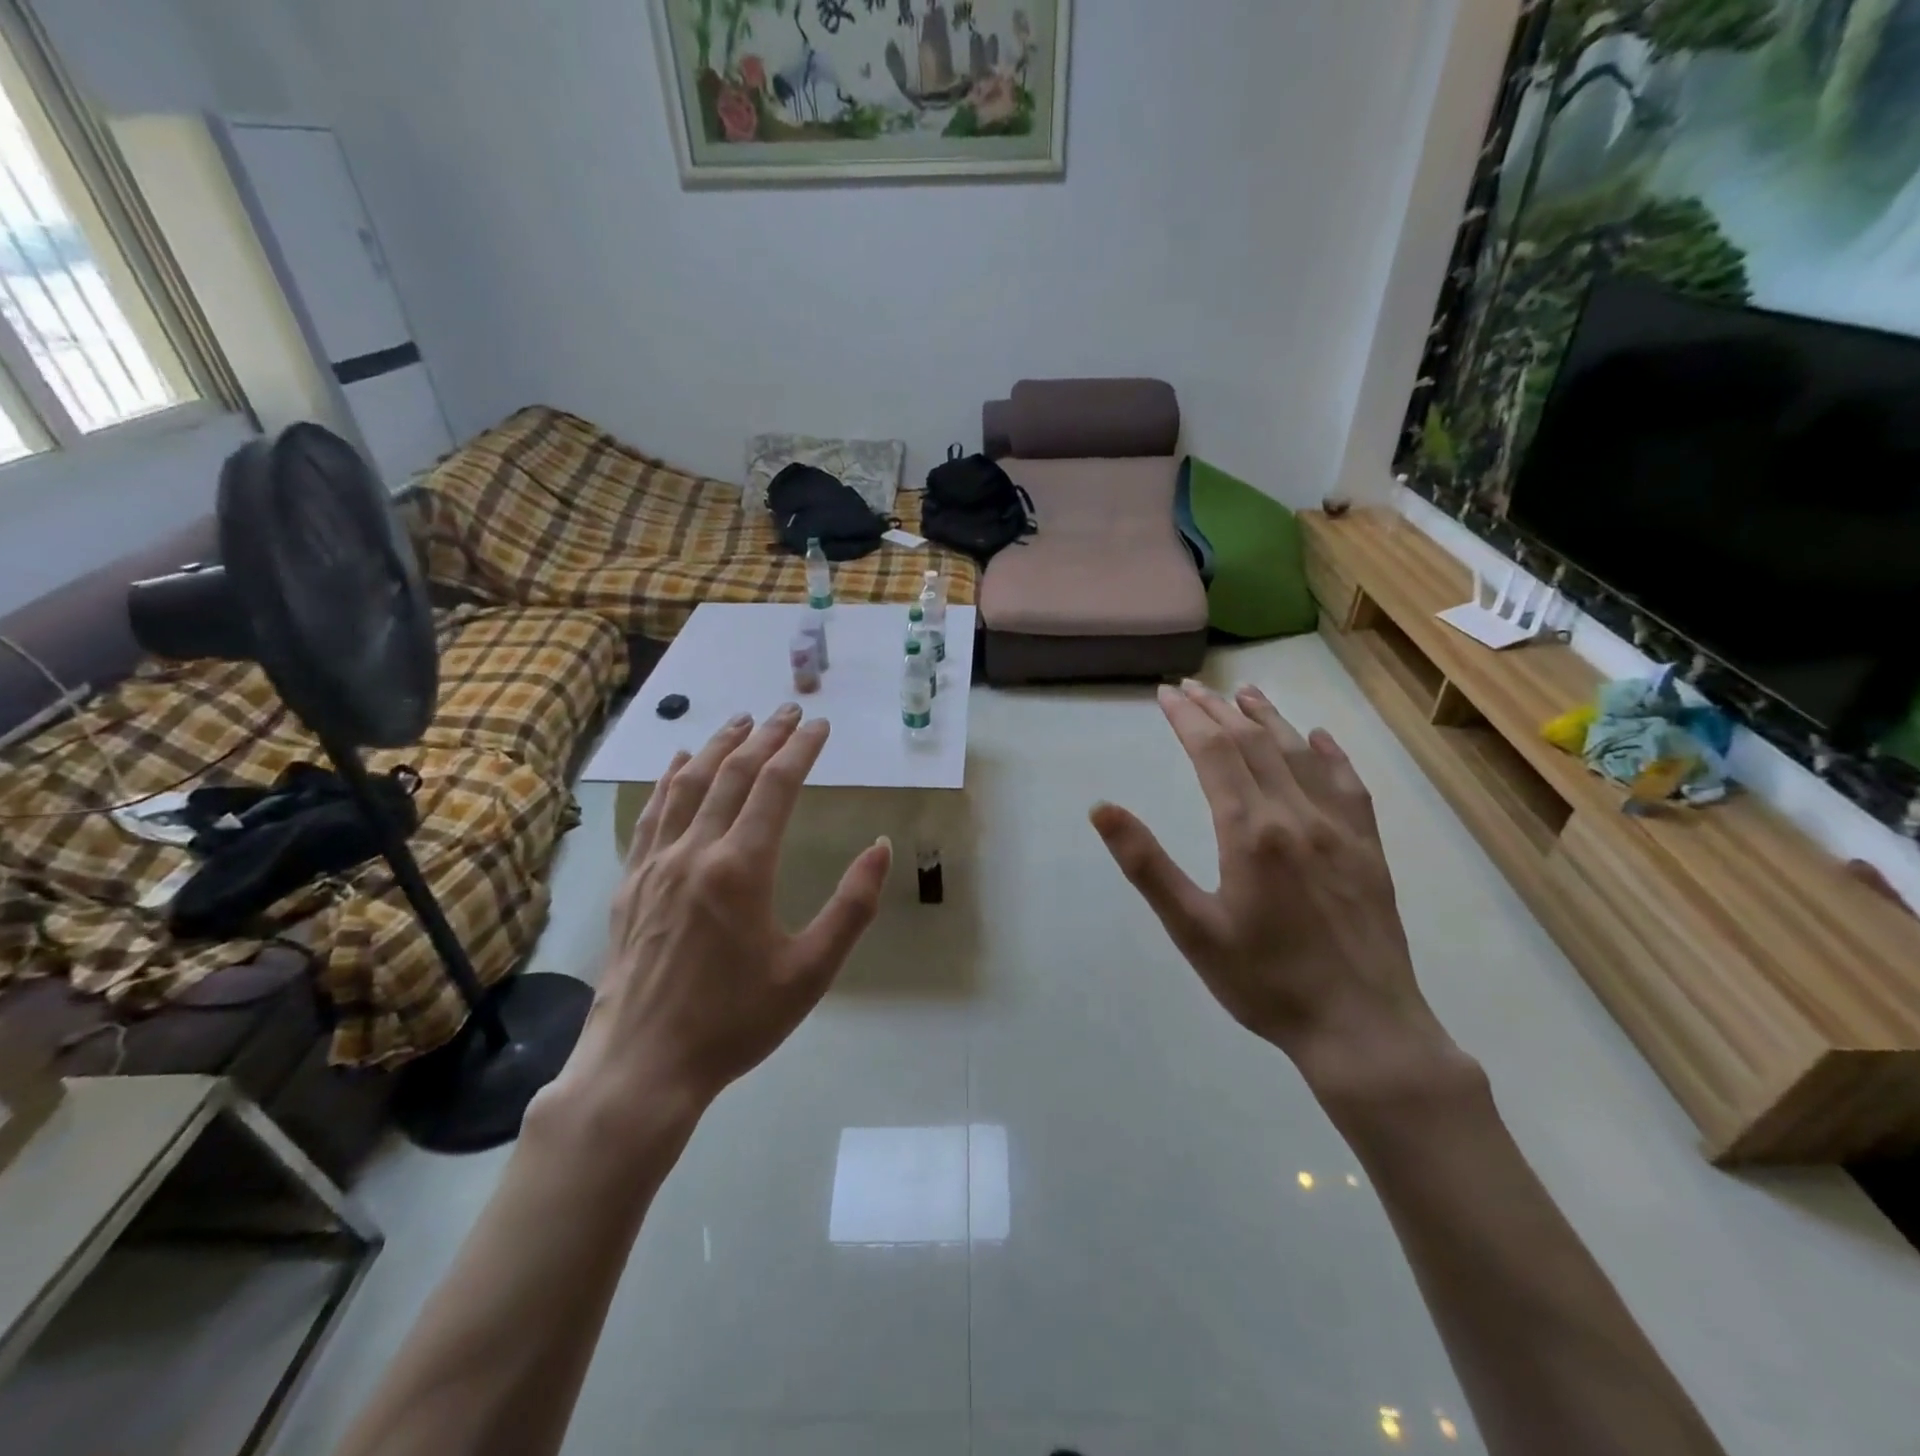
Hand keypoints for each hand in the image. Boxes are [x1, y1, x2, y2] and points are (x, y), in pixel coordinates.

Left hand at [555, 705, 892, 1128]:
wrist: (642, 1066)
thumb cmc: (735, 1021)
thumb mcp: (811, 970)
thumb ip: (852, 905)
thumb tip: (881, 846)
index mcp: (741, 868)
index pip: (775, 786)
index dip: (800, 749)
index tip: (819, 725)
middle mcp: (695, 851)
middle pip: (732, 774)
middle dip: (764, 736)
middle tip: (788, 710)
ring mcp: (655, 864)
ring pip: (688, 785)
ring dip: (717, 746)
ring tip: (739, 721)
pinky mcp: (631, 882)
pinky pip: (652, 814)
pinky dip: (669, 780)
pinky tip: (678, 765)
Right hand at [1091, 681, 1471, 1102]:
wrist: (1362, 1027)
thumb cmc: (1264, 981)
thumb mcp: (1192, 928)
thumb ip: (1146, 864)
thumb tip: (1101, 808)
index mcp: (1250, 831)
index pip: (1213, 752)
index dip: (1187, 718)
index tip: (1166, 693)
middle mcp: (1296, 815)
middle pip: (1253, 743)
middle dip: (1219, 710)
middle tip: (1192, 687)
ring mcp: (1339, 828)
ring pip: (1300, 754)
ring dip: (1269, 719)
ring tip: (1246, 693)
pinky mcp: (1368, 848)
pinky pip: (1349, 785)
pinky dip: (1331, 753)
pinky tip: (1320, 738)